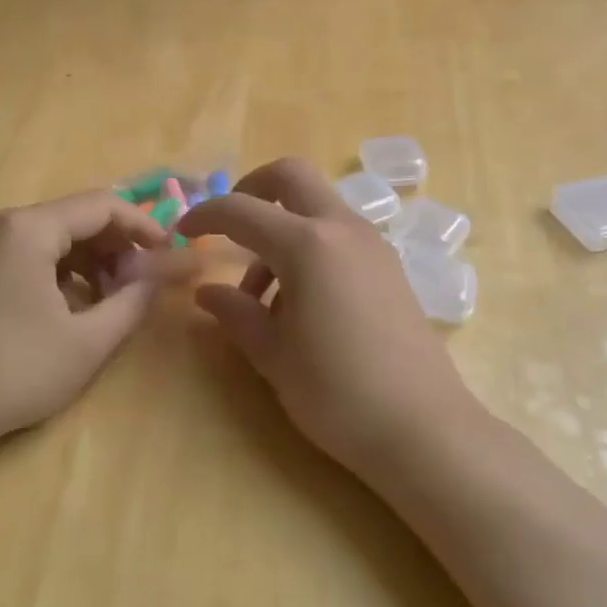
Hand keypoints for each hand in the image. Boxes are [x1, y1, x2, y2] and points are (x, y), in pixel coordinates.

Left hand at [0, 190, 172, 457]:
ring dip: (92, 261)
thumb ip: (136, 298)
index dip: (144, 227)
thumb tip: (169, 269)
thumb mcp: (88, 340)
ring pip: (56, 236)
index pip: (102, 205)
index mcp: (28, 228)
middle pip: (77, 217)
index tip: (170, 257)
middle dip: (117, 247)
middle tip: (142, 286)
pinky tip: (76, 308)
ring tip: (112, 302)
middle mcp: (3, 221)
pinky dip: (63, 272)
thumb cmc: (14, 372)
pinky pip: (32, 252)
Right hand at [177, 158, 477, 479]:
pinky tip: (298, 303)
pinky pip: (338, 234)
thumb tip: (207, 293)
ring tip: (260, 296)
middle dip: (251, 189)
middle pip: (291, 176)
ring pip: (315, 207)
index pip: (241, 210)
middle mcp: (342, 229)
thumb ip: (236, 314)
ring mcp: (372, 244)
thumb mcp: (273, 356)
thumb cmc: (337, 393)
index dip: (206, 214)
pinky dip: (308, 246)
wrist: (424, 430)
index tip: (183, 232)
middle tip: (229, 228)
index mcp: (307, 245)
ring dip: (280, 227)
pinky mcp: (388, 266)